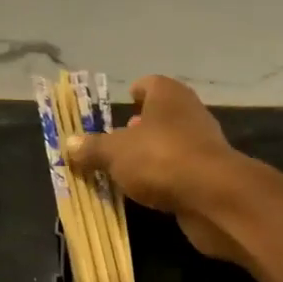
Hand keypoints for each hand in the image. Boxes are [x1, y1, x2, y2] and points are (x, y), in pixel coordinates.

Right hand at [64, 76, 245, 262]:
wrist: (213, 197)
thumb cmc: (160, 159)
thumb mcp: (115, 153)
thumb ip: (92, 148)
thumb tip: (69, 144)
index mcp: (169, 96)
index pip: (151, 84)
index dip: (137, 91)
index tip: (126, 99)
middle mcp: (190, 114)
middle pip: (163, 115)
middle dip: (142, 125)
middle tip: (119, 138)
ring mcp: (204, 146)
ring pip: (172, 144)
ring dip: (153, 154)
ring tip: (127, 168)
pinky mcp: (210, 177)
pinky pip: (180, 172)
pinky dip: (165, 178)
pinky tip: (148, 191)